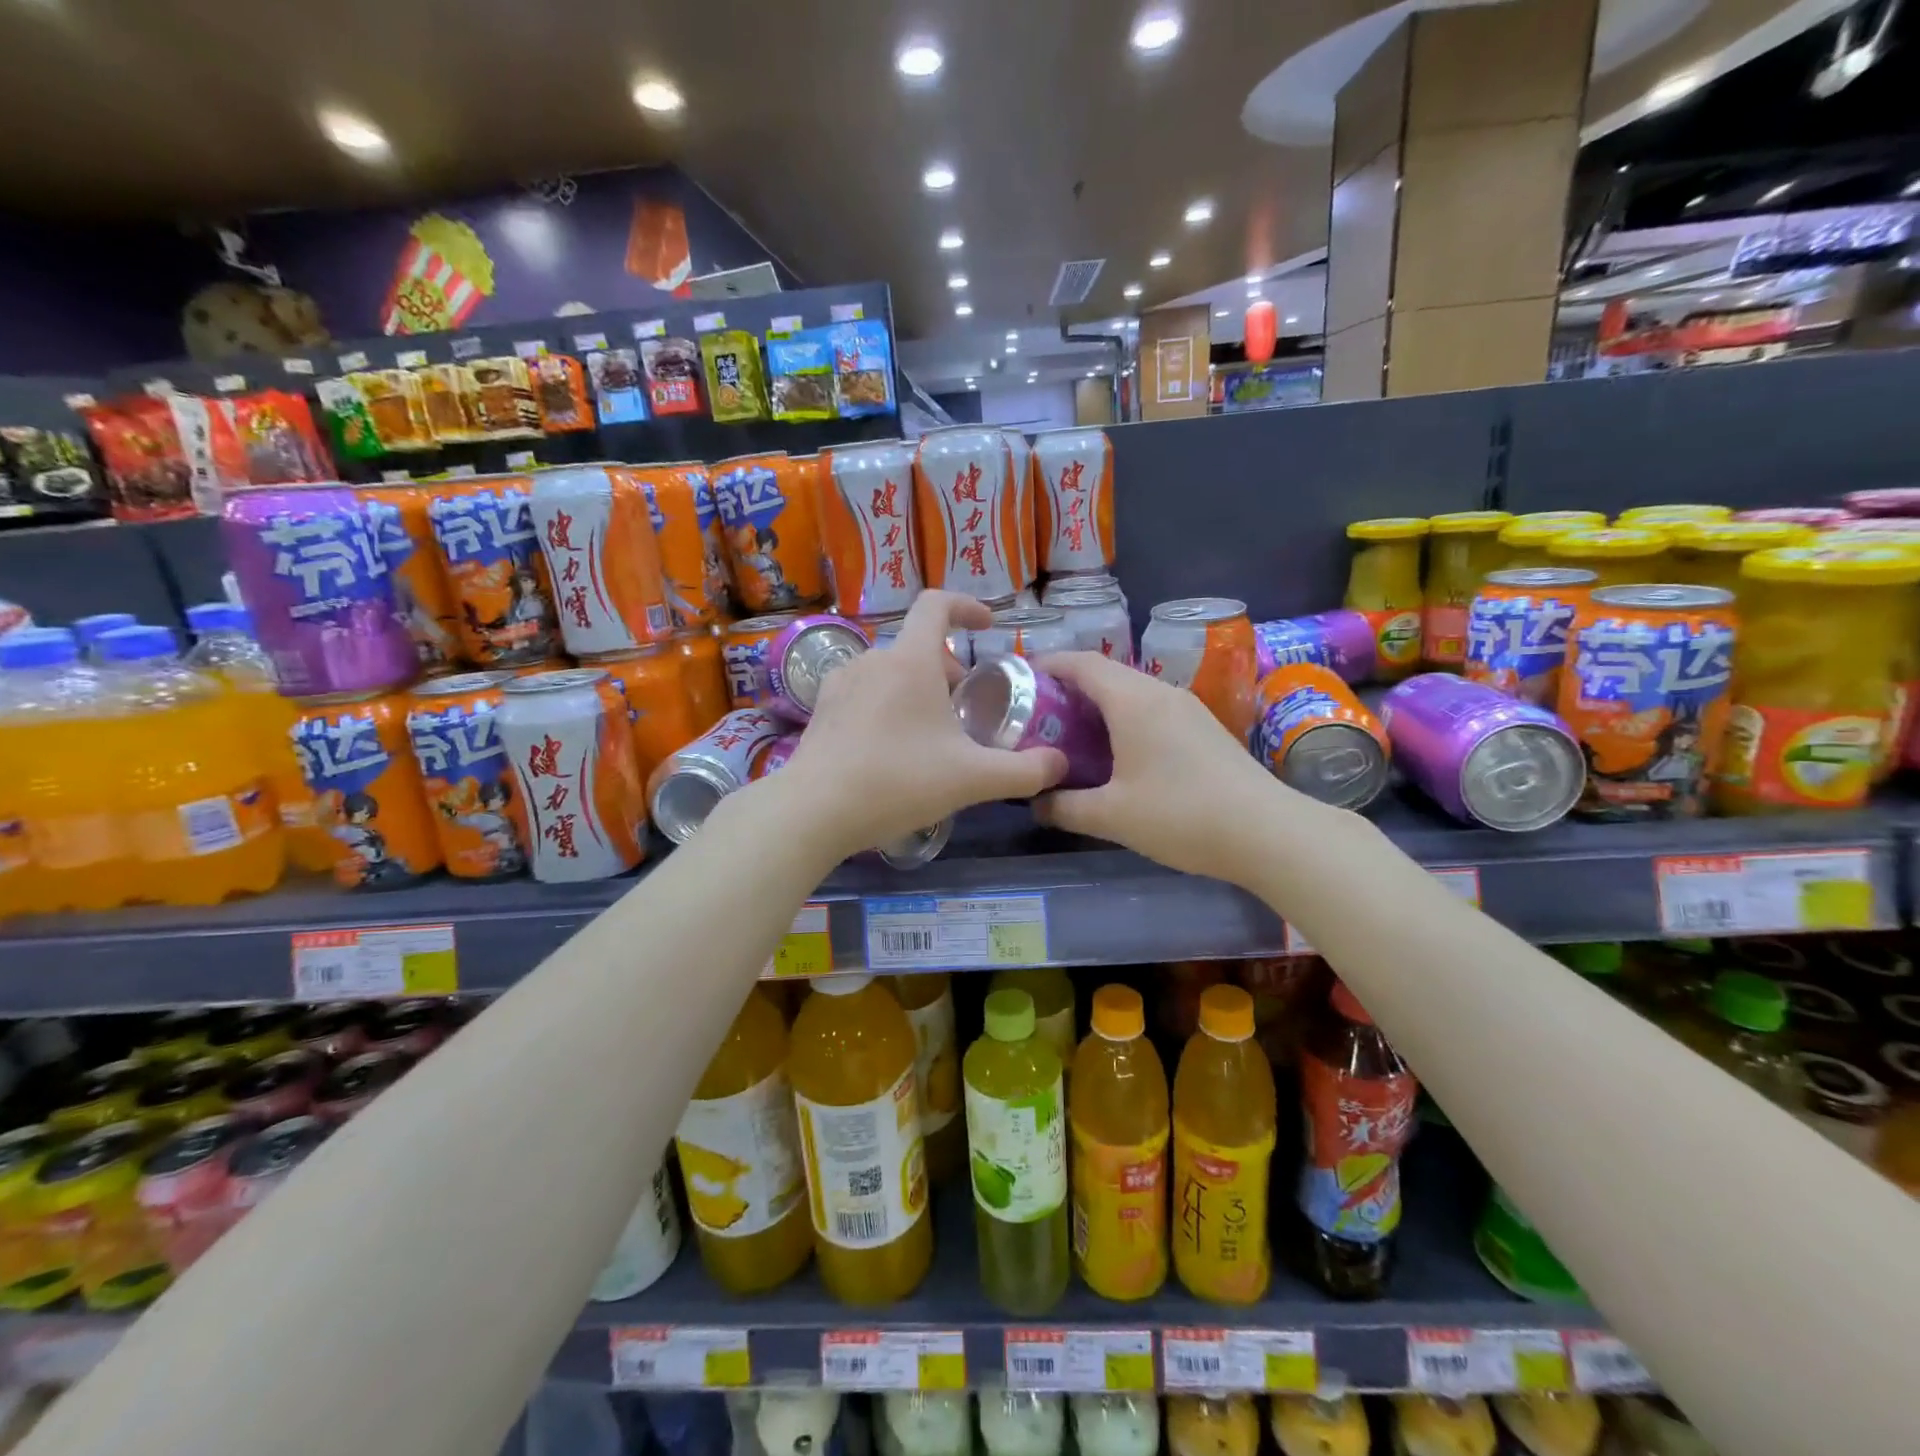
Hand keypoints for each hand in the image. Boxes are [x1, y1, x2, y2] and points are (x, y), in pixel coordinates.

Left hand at [772, 592, 1066, 860]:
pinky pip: (865, 693)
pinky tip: (891, 748)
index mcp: (910, 660)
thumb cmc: (898, 782)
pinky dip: (887, 705)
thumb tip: (1059, 764)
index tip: (988, 624)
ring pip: (891, 671)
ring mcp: (840, 683)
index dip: (967, 605)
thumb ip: (1024, 771)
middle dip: (948, 670)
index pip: (937, 604)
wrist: (814, 811)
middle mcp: (873, 659)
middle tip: (965, 711)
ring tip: (930, 734)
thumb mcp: (972, 780)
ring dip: (917, 690)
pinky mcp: (821, 709)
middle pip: (918, 647)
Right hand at [1032, 651, 1316, 883]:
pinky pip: (1153, 709)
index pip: (1081, 663)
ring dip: (1099, 704)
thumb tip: (1035, 802)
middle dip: (1068, 687)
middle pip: (1106, 673)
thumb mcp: (1111, 816)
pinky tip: (1118, 752)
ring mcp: (1187, 708)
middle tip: (1039, 716)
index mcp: (1133, 701)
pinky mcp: (1205, 728)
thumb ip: (1065, 806)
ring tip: (1072, 734)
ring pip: (1132, 691)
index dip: (1047, 665)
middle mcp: (1160, 693)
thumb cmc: (1180, 815)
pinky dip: (1124, 718)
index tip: (1019, 680)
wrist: (1267, 831)